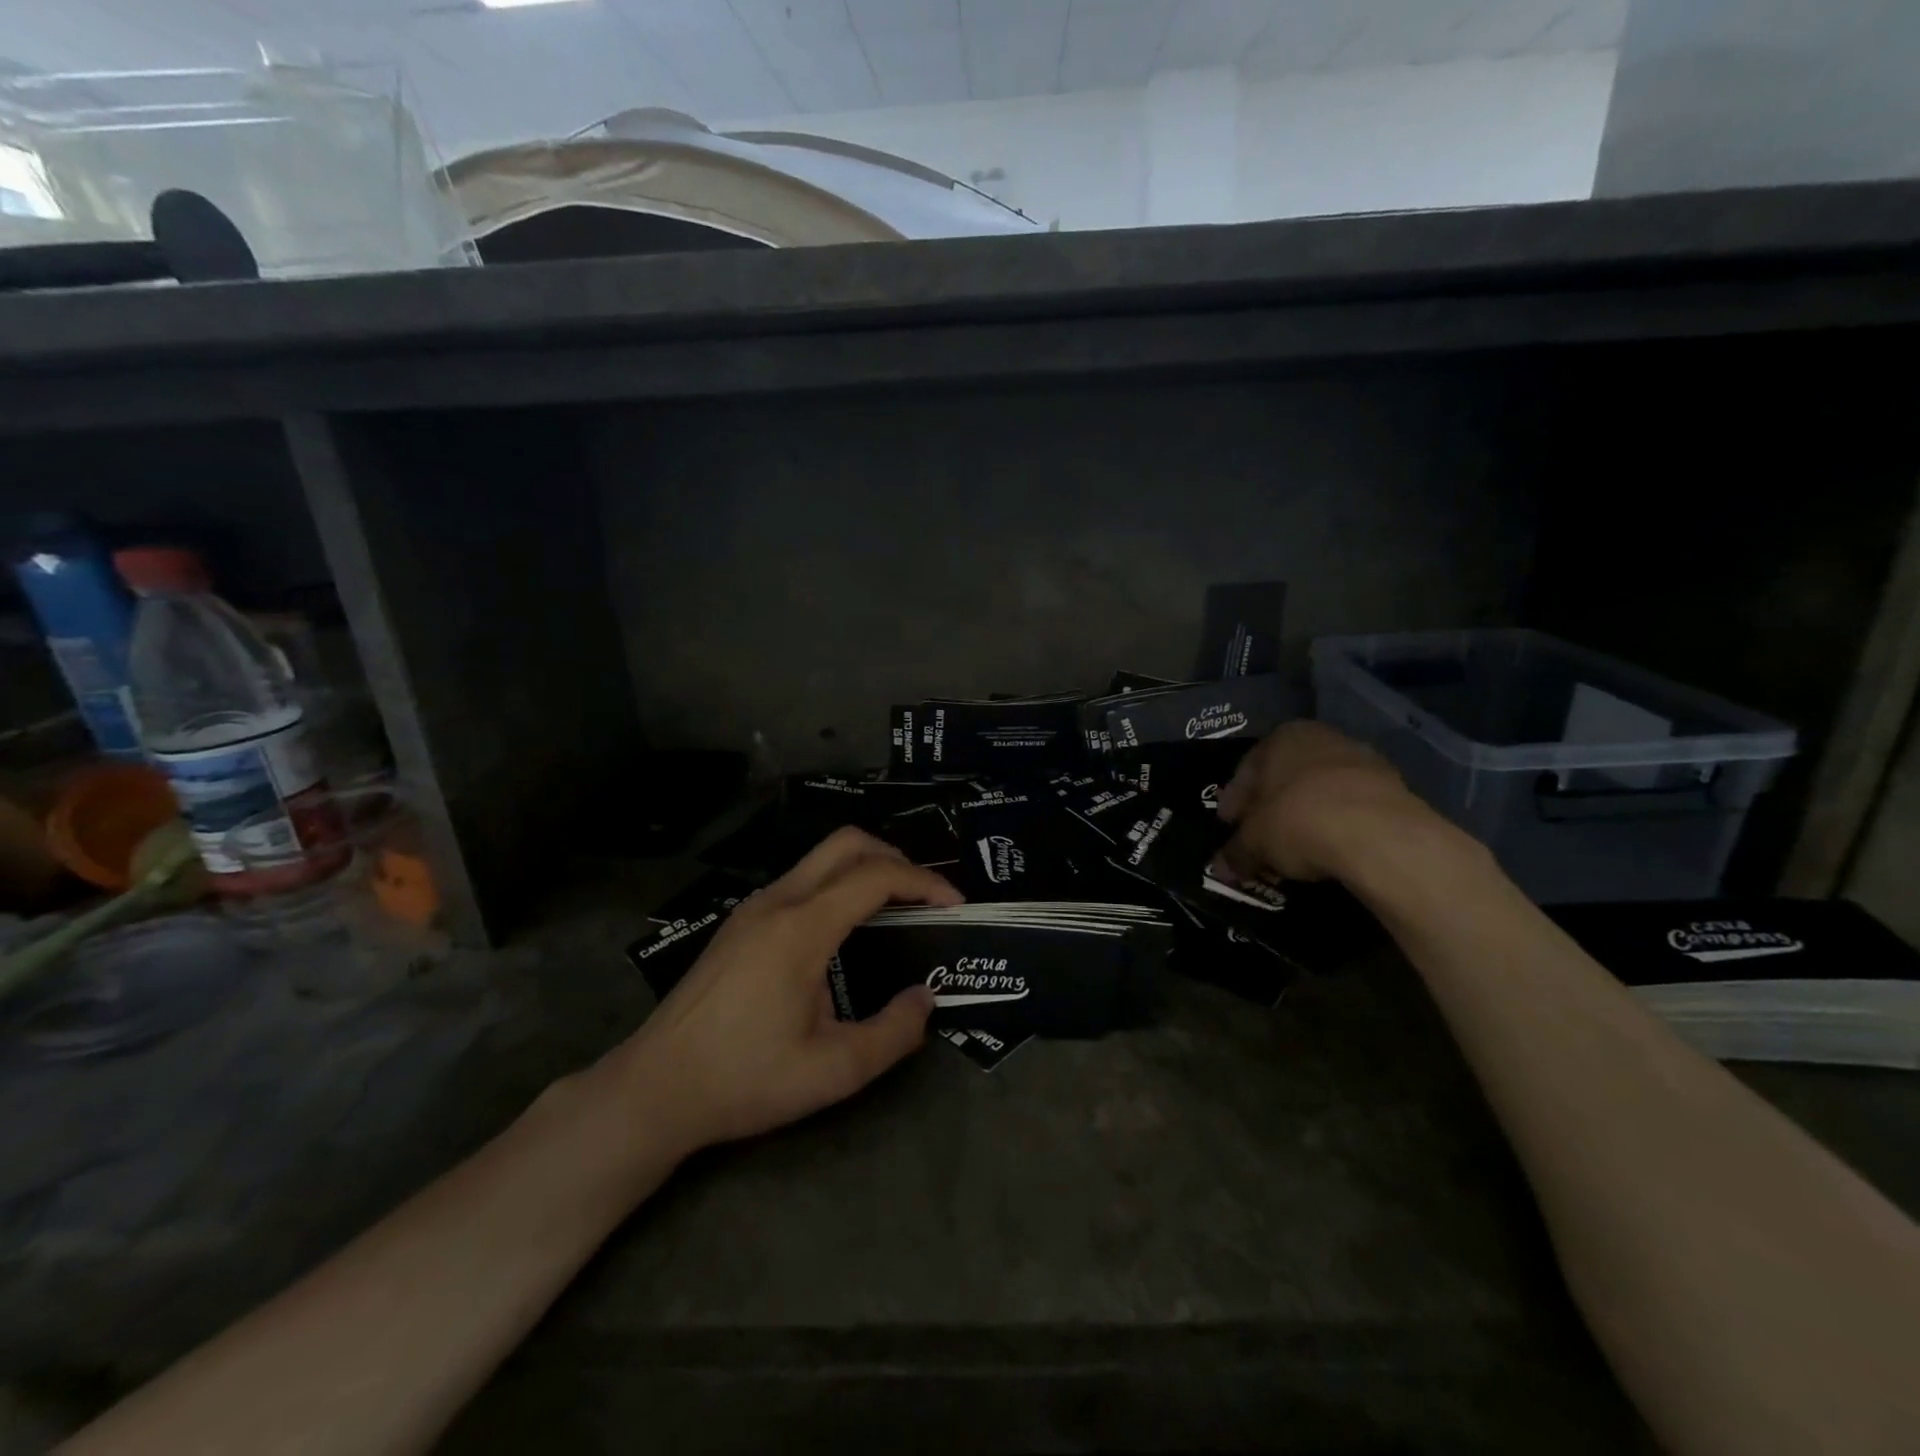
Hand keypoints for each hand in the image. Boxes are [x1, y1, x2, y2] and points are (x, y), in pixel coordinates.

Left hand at [614, 828, 962, 1156]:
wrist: (654, 1088)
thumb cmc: (745, 1078)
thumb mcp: (833, 1071)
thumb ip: (892, 1034)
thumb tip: (925, 1000)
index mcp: (802, 927)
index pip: (876, 876)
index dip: (925, 881)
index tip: (955, 904)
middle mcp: (778, 901)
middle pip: (847, 843)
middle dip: (896, 857)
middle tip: (926, 896)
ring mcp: (754, 907)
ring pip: (821, 858)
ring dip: (865, 869)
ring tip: (895, 911)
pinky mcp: (740, 921)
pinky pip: (802, 880)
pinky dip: (838, 884)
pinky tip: (846, 931)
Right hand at [1214, 721, 1436, 883]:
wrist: (1379, 834)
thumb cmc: (1298, 820)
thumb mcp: (1254, 842)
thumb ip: (1235, 853)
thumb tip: (1221, 868)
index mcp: (1281, 737)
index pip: (1246, 770)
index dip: (1234, 803)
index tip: (1228, 826)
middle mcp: (1321, 738)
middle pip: (1285, 777)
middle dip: (1270, 807)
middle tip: (1259, 837)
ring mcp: (1362, 760)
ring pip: (1320, 790)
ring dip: (1305, 815)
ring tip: (1294, 848)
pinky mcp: (1394, 788)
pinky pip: (1351, 807)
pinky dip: (1337, 824)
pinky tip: (1329, 848)